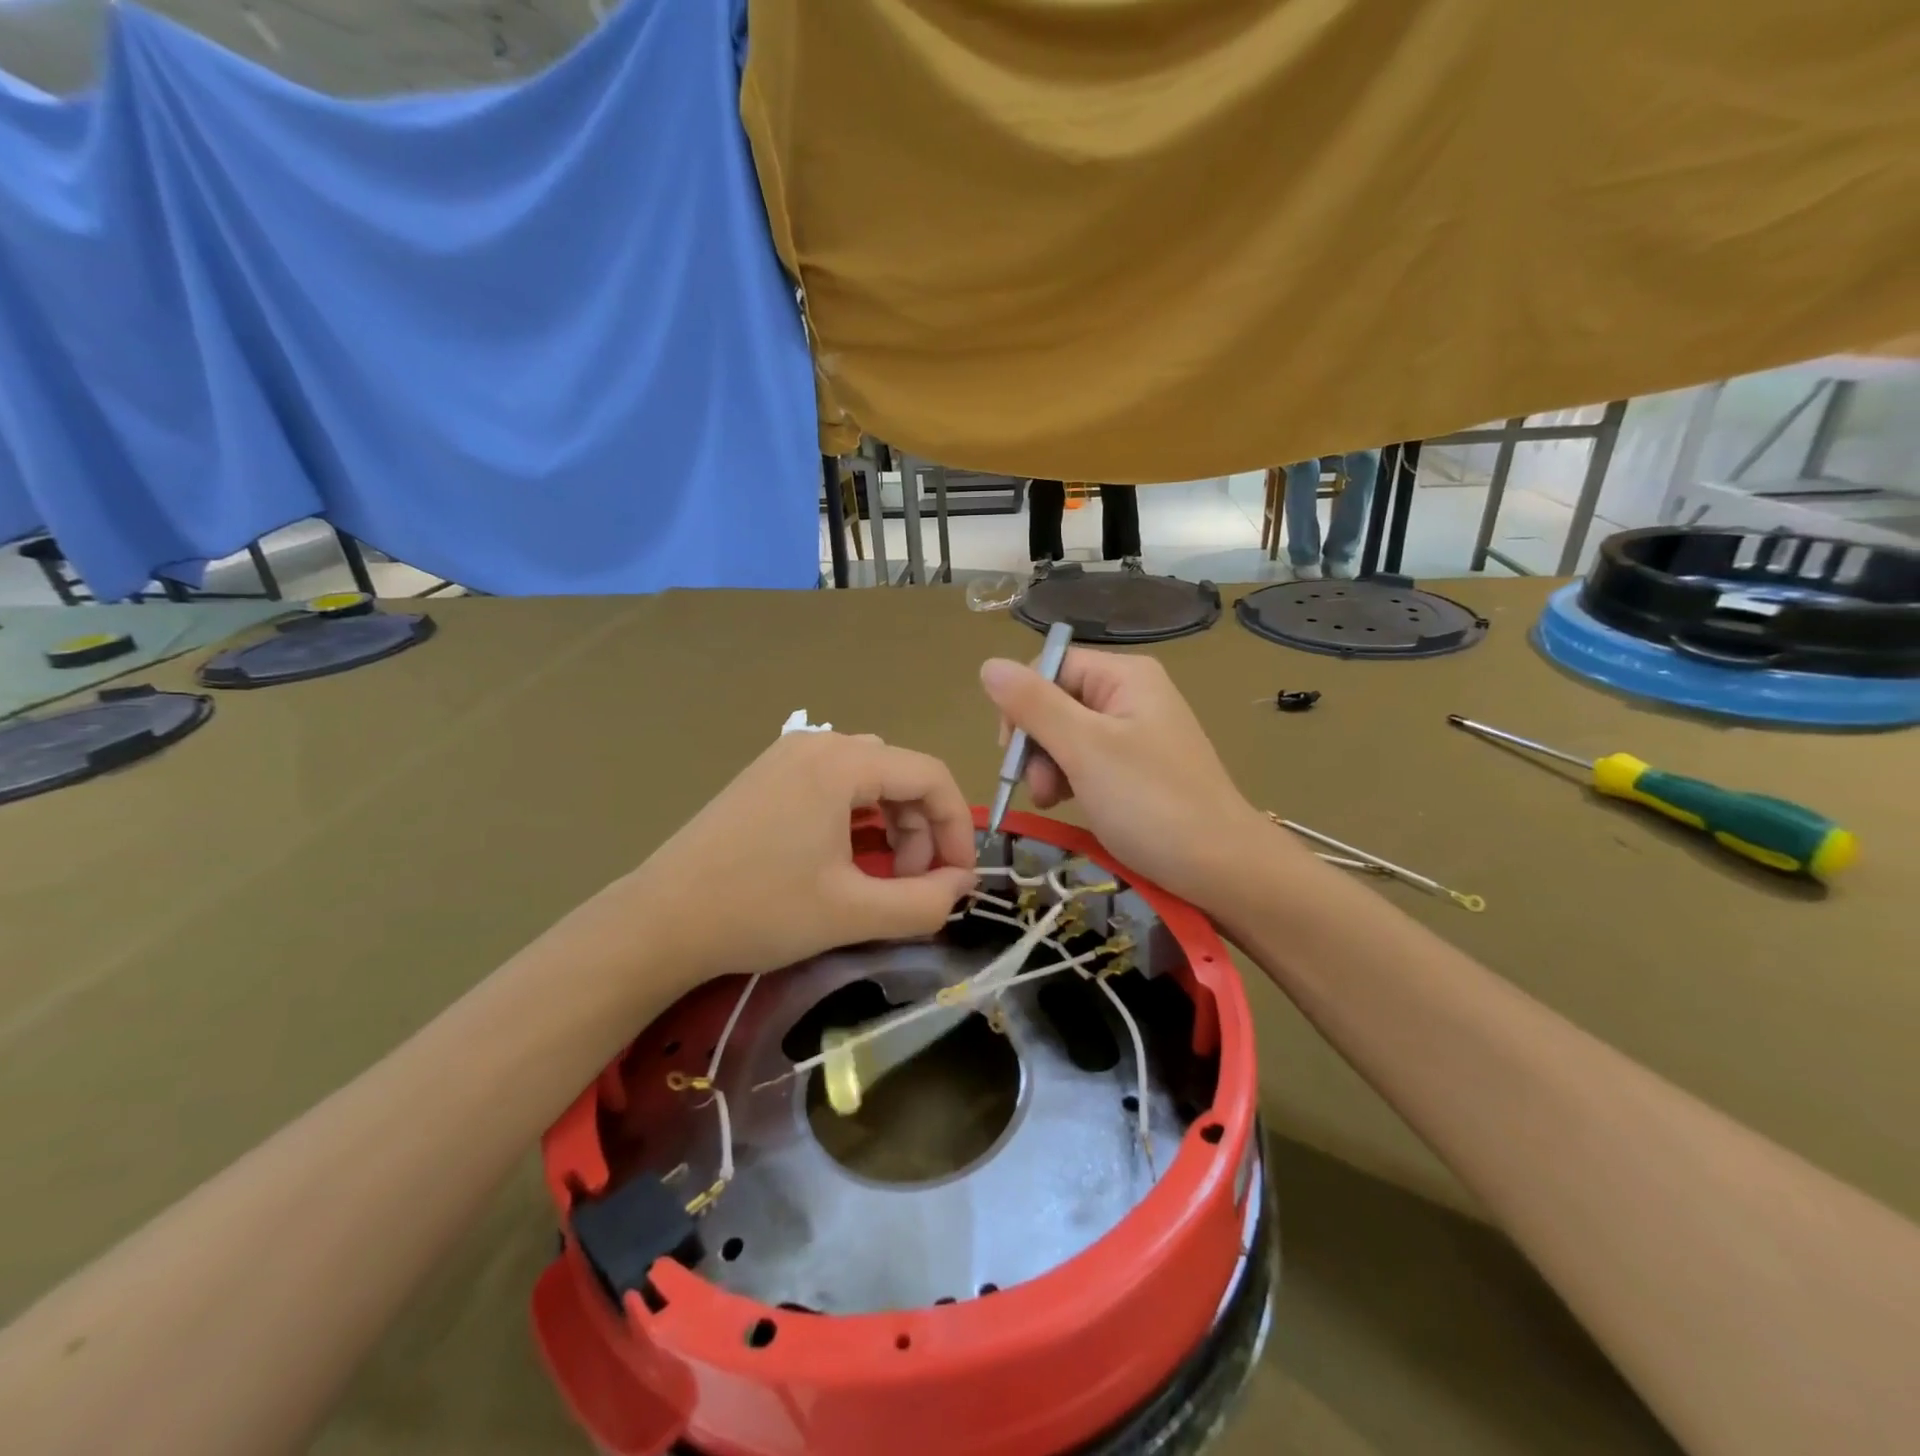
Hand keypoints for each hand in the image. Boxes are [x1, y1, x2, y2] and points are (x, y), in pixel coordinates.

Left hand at [630, 731, 977, 979]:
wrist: (660, 921)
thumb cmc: (759, 911)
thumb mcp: (852, 913)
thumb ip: (923, 902)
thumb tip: (961, 884)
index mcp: (841, 762)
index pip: (931, 776)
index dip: (958, 827)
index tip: (959, 879)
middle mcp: (818, 743)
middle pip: (901, 774)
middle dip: (922, 830)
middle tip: (914, 885)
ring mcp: (788, 755)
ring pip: (870, 778)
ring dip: (893, 823)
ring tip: (884, 875)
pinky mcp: (768, 775)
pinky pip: (836, 782)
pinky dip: (860, 816)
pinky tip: (848, 856)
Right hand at [979, 650, 1272, 908]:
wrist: (1222, 868)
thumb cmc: (1151, 803)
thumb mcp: (1085, 749)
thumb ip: (1034, 705)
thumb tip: (988, 665)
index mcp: (1125, 676)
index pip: (1050, 667)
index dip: (1023, 704)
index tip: (1012, 752)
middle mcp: (1131, 694)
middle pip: (1057, 700)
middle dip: (1036, 742)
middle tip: (1038, 787)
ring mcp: (1137, 732)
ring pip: (1067, 733)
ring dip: (1049, 765)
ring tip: (1053, 800)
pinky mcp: (1137, 767)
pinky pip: (1088, 759)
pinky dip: (1070, 779)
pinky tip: (1069, 803)